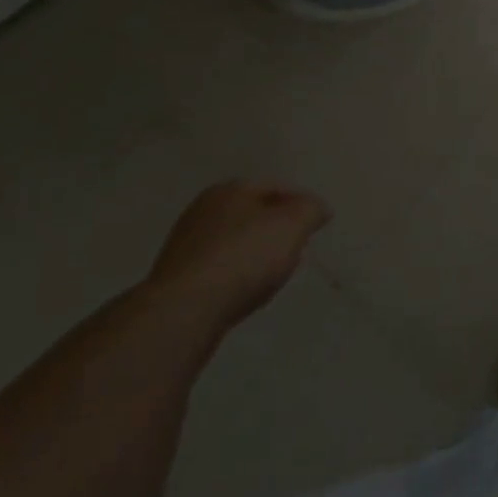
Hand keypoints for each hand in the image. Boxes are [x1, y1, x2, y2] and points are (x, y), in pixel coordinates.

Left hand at [144, 180, 330, 331]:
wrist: (185, 309)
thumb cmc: (244, 257)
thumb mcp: (293, 225)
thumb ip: (311, 210)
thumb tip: (317, 209)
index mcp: (230, 188)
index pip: (277, 187)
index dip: (302, 203)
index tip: (319, 224)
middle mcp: (204, 209)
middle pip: (254, 213)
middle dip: (278, 227)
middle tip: (299, 247)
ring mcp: (187, 243)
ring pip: (236, 241)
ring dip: (257, 252)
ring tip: (276, 274)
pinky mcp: (179, 276)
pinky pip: (220, 267)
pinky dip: (238, 273)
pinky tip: (247, 290)